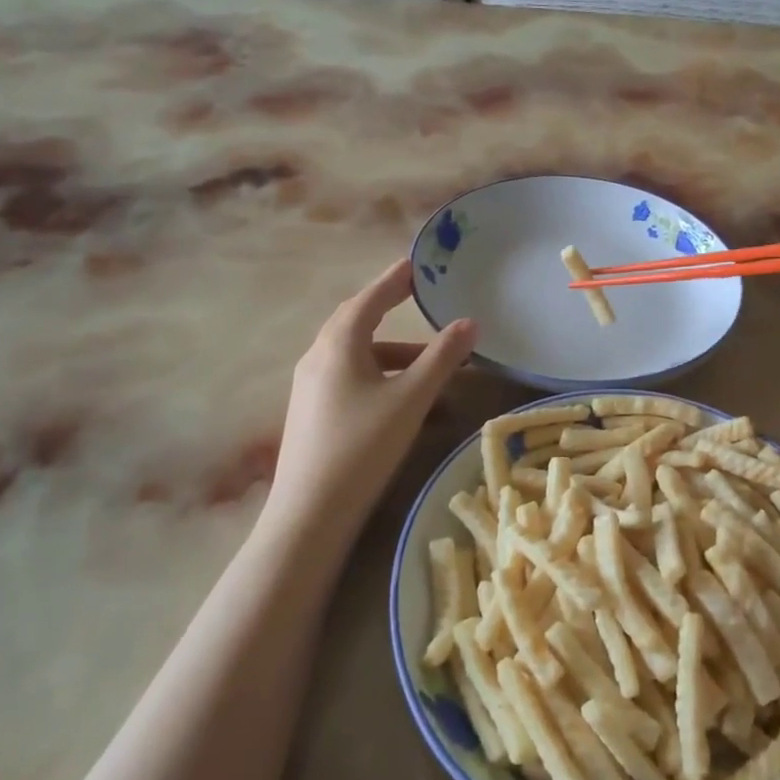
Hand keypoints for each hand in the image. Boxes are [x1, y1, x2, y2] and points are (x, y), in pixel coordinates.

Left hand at [266, 258, 475, 538]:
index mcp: (338, 344)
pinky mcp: (310, 413)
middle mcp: (318, 357)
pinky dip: (379, 378)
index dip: (394, 280)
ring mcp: (309, 387)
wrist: (309, 513)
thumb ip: (443, 358)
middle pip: (356, 323)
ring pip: (355, 356)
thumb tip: (470, 323)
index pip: (370, 298)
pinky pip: (348, 379)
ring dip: (392, 355)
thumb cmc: (363, 445)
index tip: (415, 266)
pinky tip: (403, 403)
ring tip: (429, 368)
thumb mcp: (411, 398)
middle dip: (389, 310)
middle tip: (415, 299)